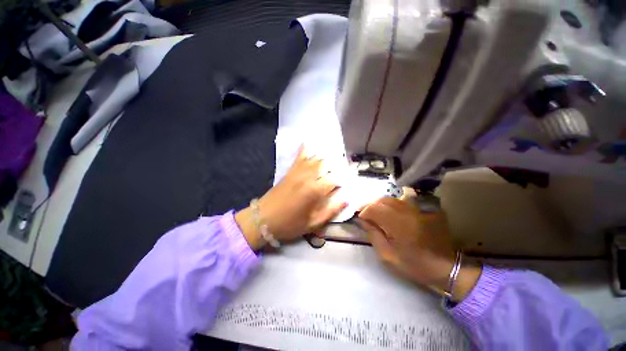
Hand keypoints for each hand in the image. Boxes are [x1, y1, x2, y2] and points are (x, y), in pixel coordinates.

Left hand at [236, 146, 346, 249]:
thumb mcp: (312, 223)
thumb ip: (331, 211)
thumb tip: (345, 200)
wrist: (263, 219)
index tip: (344, 185)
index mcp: (315, 191)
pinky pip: (299, 157)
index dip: (342, 181)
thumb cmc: (290, 224)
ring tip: (331, 161)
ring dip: (325, 159)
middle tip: (338, 174)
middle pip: (327, 165)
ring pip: (315, 159)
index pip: (335, 179)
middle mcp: (308, 177)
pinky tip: (308, 143)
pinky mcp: (290, 171)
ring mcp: (298, 172)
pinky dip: (305, 150)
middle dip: (335, 168)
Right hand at [358, 197, 480, 301]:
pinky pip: (404, 200)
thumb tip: (363, 220)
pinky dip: (393, 204)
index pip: (374, 209)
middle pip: (382, 200)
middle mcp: (407, 212)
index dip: (364, 212)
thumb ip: (373, 235)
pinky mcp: (425, 209)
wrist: (445, 267)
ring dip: (380, 204)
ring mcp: (418, 209)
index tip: (360, 219)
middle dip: (370, 206)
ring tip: (376, 212)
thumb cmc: (414, 265)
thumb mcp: (387, 256)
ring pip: (392, 199)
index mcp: (398, 225)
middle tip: (365, 214)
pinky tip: (390, 211)